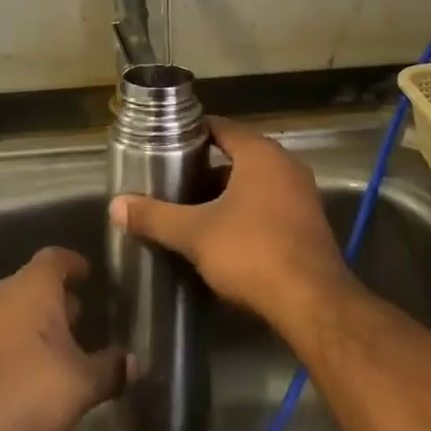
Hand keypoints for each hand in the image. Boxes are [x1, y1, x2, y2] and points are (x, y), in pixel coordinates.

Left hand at [0, 247, 124, 430]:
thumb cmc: (27, 387)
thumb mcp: (80, 384)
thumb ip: (109, 371)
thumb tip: (134, 363)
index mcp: (34, 285)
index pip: (56, 258)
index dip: (73, 264)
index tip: (87, 274)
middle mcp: (0, 291)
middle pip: (31, 284)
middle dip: (53, 300)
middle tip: (76, 318)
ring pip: (8, 312)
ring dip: (28, 326)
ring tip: (50, 351)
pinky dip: (6, 349)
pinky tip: (19, 377)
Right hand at [109, 119, 352, 327]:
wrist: (313, 303)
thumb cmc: (252, 252)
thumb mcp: (196, 233)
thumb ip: (156, 217)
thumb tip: (116, 205)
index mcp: (259, 152)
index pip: (219, 127)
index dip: (190, 135)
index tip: (164, 147)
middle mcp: (284, 163)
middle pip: (236, 155)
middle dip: (204, 169)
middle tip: (171, 182)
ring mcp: (301, 193)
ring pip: (253, 183)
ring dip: (225, 194)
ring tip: (191, 211)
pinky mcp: (308, 223)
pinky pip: (269, 205)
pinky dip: (246, 212)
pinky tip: (224, 236)